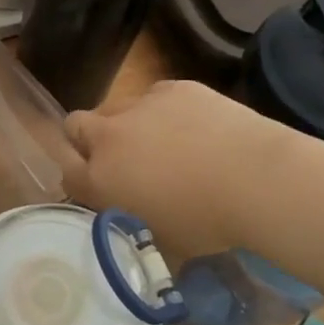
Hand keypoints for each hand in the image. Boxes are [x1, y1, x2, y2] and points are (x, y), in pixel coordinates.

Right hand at [62, 80, 291, 258]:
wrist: (256, 179)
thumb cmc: (208, 223)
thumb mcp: (161, 237)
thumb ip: (134, 219)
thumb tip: (135, 213)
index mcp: (102, 179)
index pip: (67, 173)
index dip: (79, 179)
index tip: (97, 188)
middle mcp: (110, 136)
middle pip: (76, 125)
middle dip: (87, 139)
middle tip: (120, 158)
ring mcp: (141, 105)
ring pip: (117, 108)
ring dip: (129, 124)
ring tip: (166, 143)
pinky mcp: (173, 87)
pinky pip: (156, 96)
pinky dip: (166, 111)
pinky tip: (196, 127)